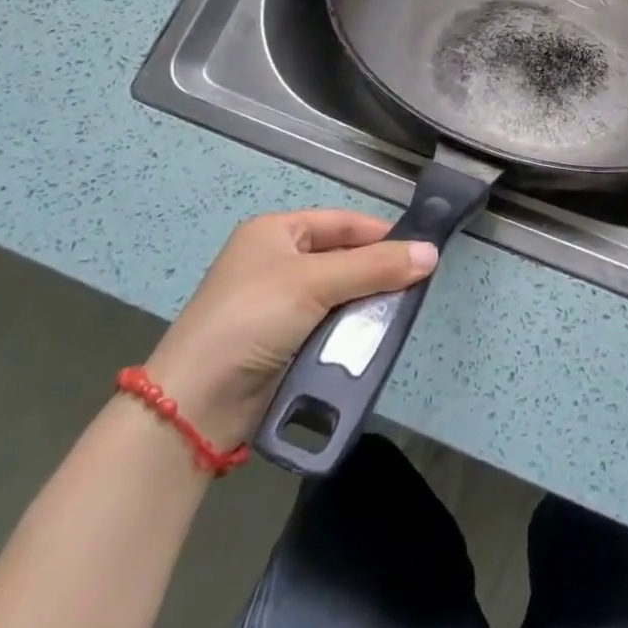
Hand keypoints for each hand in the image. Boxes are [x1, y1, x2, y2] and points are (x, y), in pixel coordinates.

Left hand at [141, 209, 437, 451]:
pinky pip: (329, 326)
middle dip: (377, 272)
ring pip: (340, 295)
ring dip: (366, 305)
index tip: (422, 250)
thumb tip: (432, 253)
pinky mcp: (283, 342)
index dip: (381, 234)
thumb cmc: (252, 318)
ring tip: (401, 314)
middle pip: (344, 258)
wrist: (195, 404)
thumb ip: (375, 267)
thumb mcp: (314, 283)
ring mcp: (279, 304)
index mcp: (276, 231)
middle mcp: (277, 261)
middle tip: (417, 286)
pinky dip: (351, 331)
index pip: (343, 222)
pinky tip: (374, 339)